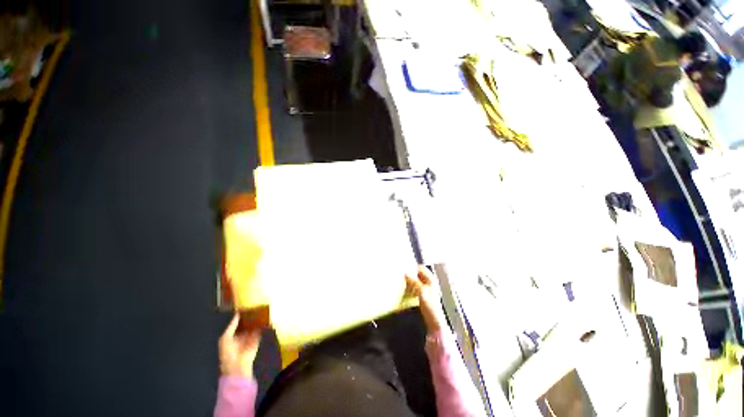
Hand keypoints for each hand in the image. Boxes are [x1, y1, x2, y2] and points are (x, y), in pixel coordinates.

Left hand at [219, 313, 261, 377]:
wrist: (237, 365)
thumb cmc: (228, 352)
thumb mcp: (225, 338)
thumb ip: (231, 326)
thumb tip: (237, 314)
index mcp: (233, 335)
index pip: (238, 324)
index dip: (241, 316)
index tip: (245, 307)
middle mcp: (242, 335)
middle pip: (247, 323)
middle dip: (250, 316)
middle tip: (254, 306)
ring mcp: (250, 337)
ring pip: (254, 325)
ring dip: (257, 319)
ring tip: (260, 308)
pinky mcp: (257, 339)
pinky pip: (260, 330)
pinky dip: (262, 324)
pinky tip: (265, 316)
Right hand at [406, 266, 444, 332]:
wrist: (434, 321)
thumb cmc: (430, 305)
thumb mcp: (421, 291)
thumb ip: (413, 281)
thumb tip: (405, 273)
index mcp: (431, 279)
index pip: (420, 268)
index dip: (413, 267)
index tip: (403, 267)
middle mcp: (430, 282)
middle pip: (418, 274)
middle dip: (410, 273)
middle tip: (401, 273)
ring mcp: (427, 289)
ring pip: (416, 280)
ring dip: (409, 280)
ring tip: (401, 280)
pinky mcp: (423, 295)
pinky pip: (415, 287)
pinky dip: (410, 286)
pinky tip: (405, 288)